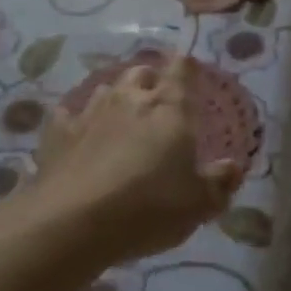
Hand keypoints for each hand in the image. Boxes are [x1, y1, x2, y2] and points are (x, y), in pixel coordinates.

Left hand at [32, 54, 242, 265]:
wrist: (73, 222)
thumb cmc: (149, 207)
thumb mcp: (199, 204)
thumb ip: (219, 183)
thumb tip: (232, 167)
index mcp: (170, 108)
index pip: (182, 68)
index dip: (187, 68)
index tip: (190, 75)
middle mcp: (131, 98)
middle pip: (142, 72)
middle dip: (151, 81)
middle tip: (158, 105)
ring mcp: (90, 113)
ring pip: (106, 90)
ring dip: (116, 100)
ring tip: (121, 122)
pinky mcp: (57, 134)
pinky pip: (68, 116)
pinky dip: (76, 123)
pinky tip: (78, 137)